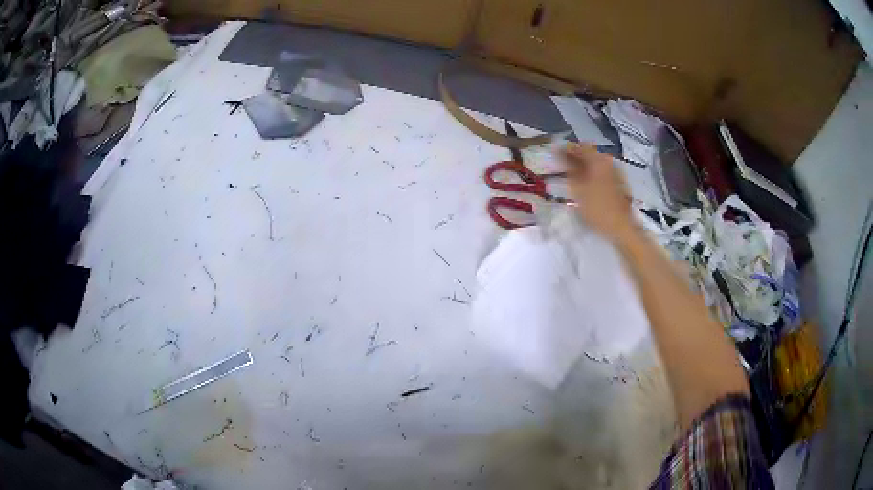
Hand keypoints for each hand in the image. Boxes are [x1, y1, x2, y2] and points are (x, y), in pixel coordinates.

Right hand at [562, 143, 635, 242]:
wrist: (620, 227)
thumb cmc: (597, 208)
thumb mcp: (577, 189)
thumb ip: (568, 169)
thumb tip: (560, 154)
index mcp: (598, 160)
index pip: (579, 146)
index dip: (566, 149)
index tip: (555, 153)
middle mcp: (608, 162)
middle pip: (589, 154)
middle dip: (575, 158)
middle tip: (562, 165)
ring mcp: (615, 172)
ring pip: (596, 164)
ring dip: (584, 167)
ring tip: (572, 176)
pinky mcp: (619, 183)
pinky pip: (602, 173)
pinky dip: (592, 175)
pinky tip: (585, 185)